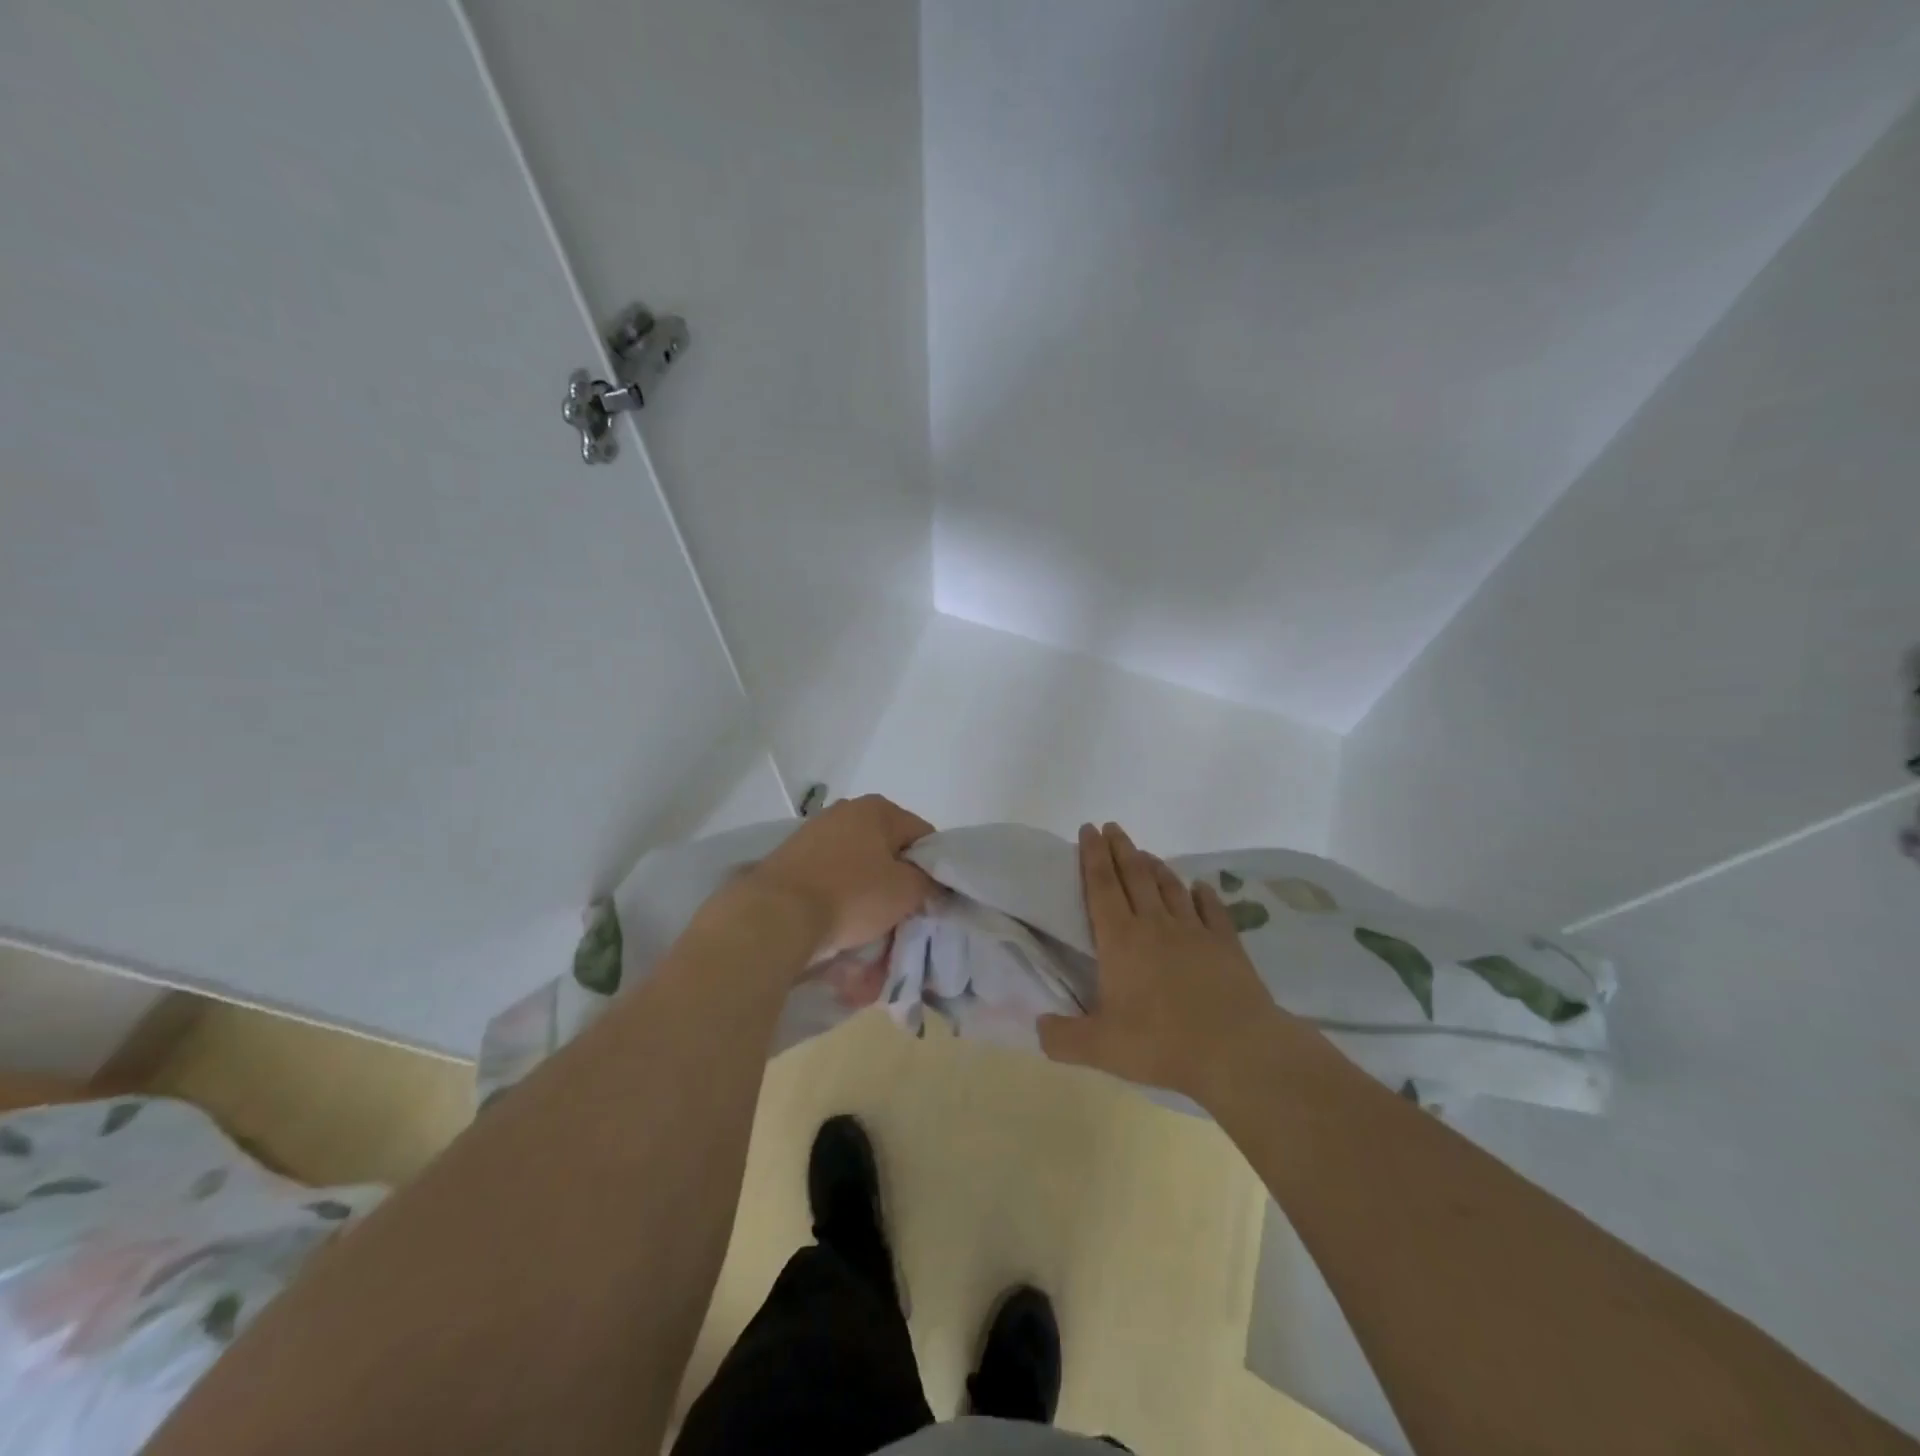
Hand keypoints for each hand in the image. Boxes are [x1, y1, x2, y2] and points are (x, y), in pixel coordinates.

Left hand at [745, 794, 936, 960]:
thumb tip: (930, 883)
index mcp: (878, 808)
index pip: (923, 836)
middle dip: (898, 880)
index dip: (933, 868)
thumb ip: (929, 882)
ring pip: (859, 864)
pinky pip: (831, 875)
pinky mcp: (791, 856)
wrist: (775, 915)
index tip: (930, 899)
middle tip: (902, 913)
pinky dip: (840, 894)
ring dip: (869, 889)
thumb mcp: (906, 891)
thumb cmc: (851, 895)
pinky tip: (839, 919)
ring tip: (869, 923)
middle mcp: (846, 810)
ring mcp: (815, 831)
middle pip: (888, 849)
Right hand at [1038, 823, 1285, 1106]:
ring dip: (1155, 866)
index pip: (1101, 887)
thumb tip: (1037, 1026)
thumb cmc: (1162, 1043)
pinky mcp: (1226, 944)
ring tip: (1145, 852)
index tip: (1088, 829)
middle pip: (1134, 876)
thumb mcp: (1101, 1049)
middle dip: (1120, 848)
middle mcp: (1155, 925)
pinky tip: (1199, 887)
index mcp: (1120, 941)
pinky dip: (1202, 895)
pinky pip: (1211, 910)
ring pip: (1170, 887)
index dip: (1092, 856)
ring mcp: (1194, 931)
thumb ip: (1063, 1038)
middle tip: (1112, 827)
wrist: (1237, 1050)